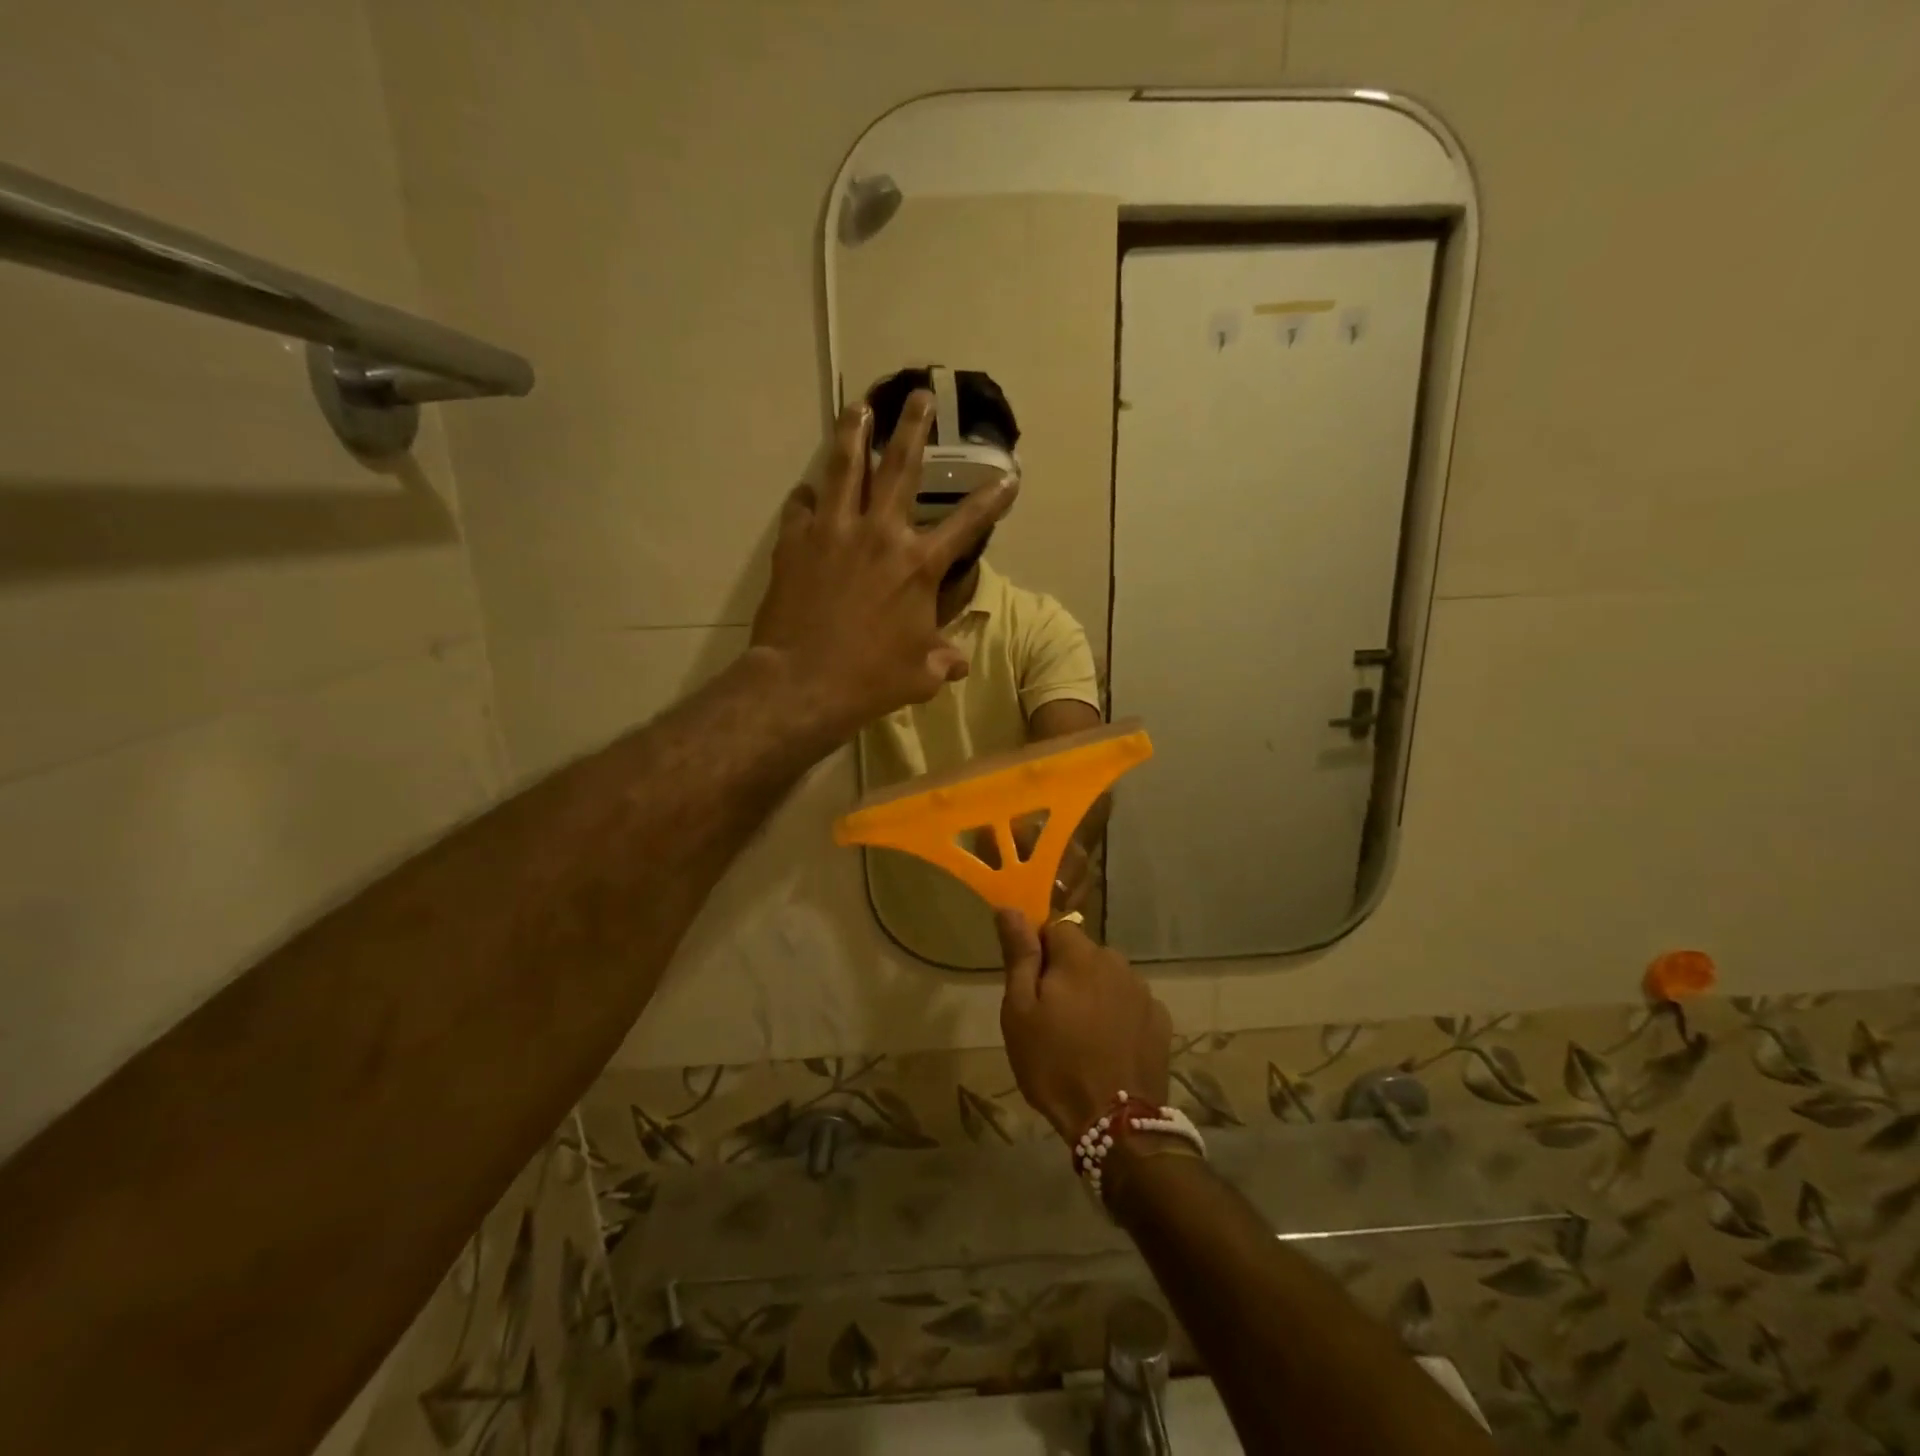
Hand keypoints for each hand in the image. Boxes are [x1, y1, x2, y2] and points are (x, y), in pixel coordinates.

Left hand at [749, 393, 1016, 743]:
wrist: (803, 682)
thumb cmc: (871, 680)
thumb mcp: (921, 675)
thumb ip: (942, 660)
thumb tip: (959, 664)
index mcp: (918, 566)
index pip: (966, 524)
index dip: (991, 499)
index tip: (1009, 475)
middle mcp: (880, 534)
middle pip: (900, 468)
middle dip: (913, 428)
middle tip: (919, 395)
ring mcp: (833, 532)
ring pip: (844, 467)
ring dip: (853, 433)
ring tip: (858, 407)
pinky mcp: (794, 542)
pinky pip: (801, 507)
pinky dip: (807, 497)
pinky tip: (807, 491)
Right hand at [997, 913, 1171, 1142]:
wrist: (1116, 1125)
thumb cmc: (1055, 1063)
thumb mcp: (1020, 1010)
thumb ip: (1020, 955)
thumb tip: (1010, 909)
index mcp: (1080, 956)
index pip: (1055, 927)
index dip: (1039, 951)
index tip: (1030, 984)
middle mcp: (1117, 963)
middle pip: (1083, 954)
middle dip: (1067, 974)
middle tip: (1050, 1016)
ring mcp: (1143, 992)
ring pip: (1107, 979)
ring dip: (1093, 994)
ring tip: (1080, 1036)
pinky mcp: (1160, 1021)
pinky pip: (1129, 1004)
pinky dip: (1117, 1016)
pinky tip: (1108, 1047)